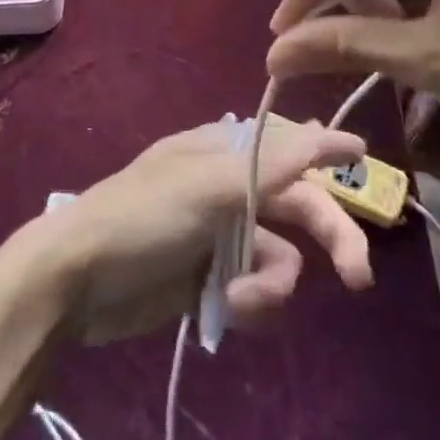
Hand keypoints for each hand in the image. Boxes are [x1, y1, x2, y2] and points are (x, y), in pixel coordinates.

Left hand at [10, 119, 375, 345]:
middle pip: (297, 204)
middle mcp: (229, 187)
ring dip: (271, 285)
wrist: (76, 282)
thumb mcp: (207, 183)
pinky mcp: (213, 280)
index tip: (363, 155)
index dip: (324, 147)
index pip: (287, 143)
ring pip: (281, 257)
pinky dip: (251, 304)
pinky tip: (225, 311)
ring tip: (239, 302)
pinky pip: (258, 291)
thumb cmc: (142, 216)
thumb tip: (322, 128)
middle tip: (358, 277)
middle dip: (328, 235)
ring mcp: (222, 235)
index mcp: (224, 150)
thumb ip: (270, 162)